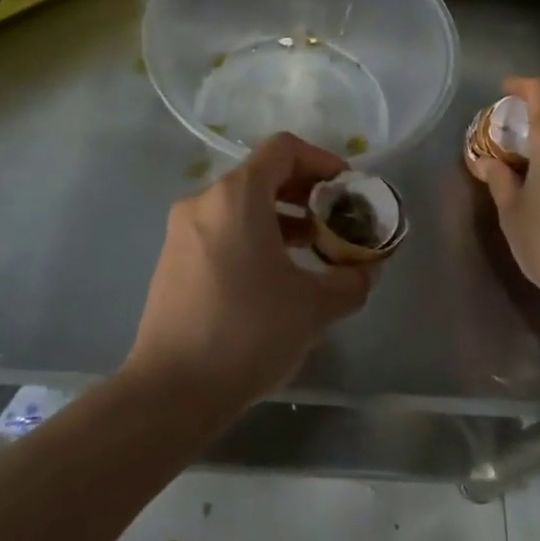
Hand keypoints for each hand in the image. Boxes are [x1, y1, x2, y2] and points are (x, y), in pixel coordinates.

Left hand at [128, 133, 372, 413]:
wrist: (172, 391)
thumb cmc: (248, 332)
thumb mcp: (314, 306)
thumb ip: (351, 279)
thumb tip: (367, 270)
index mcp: (237, 196)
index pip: (284, 149)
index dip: (322, 161)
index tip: (346, 190)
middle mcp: (204, 201)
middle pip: (262, 174)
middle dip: (305, 192)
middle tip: (335, 221)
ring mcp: (183, 231)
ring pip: (241, 204)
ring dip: (281, 217)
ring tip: (312, 249)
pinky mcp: (173, 260)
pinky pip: (221, 229)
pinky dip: (254, 236)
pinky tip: (275, 275)